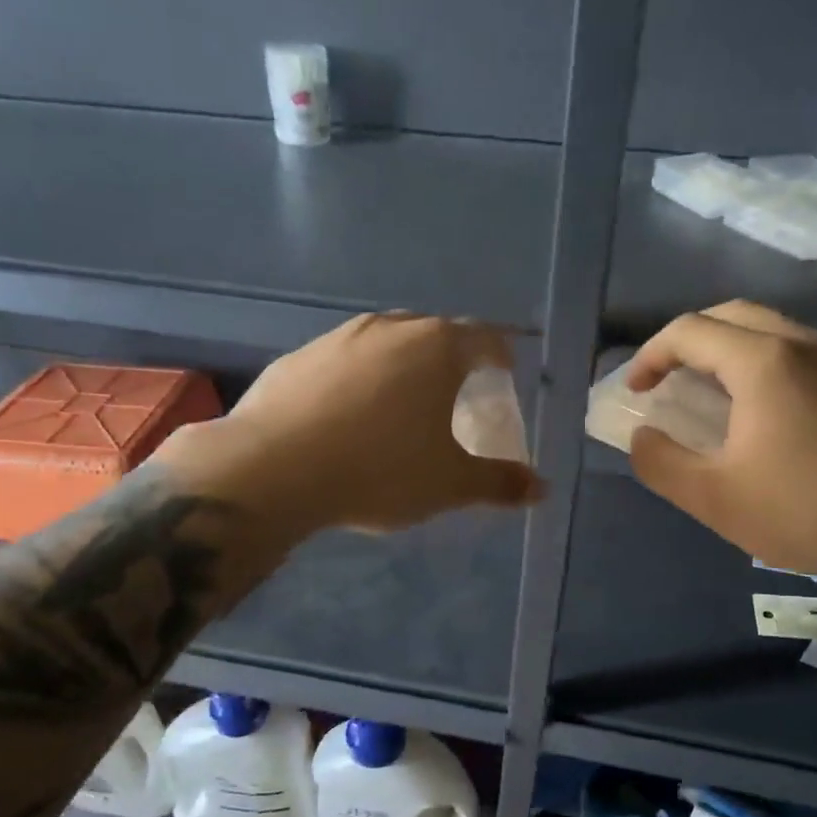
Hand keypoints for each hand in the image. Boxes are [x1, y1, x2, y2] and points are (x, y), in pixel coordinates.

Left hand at [159, 312, 542, 537]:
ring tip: (398, 405)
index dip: (500, 356)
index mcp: (437, 348)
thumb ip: (499, 483)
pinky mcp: (296, 357)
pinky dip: (355, 380)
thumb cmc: (380, 470)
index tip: (503, 376)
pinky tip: (344, 417)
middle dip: (450, 360)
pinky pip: (341, 361)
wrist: (275, 469)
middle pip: (434, 334)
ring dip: (399, 366)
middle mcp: (390, 328)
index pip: (485, 338)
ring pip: (384, 343)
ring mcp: (338, 338)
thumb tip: (541, 489)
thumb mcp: (449, 484)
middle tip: (454, 395)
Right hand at [628, 301, 816, 584]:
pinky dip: (758, 361)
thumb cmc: (806, 511)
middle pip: (729, 315)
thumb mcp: (712, 497)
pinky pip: (795, 349)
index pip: (689, 332)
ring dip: (724, 348)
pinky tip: (755, 409)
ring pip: (767, 327)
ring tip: (703, 392)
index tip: (635, 392)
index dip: (650, 356)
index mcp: (763, 361)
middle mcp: (803, 343)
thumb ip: (660, 462)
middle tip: (665, 379)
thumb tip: (642, 436)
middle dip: (686, 341)